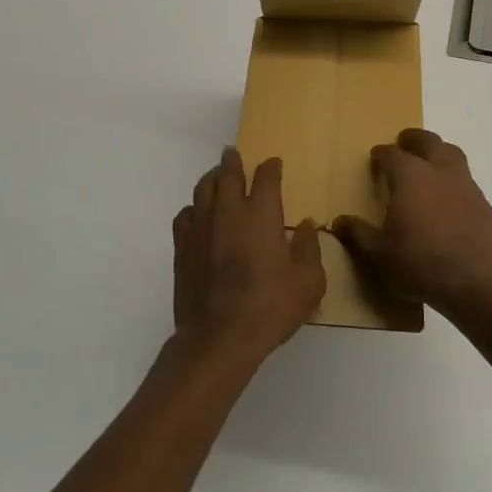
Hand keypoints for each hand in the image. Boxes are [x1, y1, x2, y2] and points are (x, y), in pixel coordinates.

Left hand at [173, 149, 324, 362]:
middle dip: (233, 160)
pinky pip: (185, 214)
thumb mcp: (308, 283)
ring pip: (203, 188)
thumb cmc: (269, 307)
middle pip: (228, 172)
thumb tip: (306, 224)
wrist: (219, 338)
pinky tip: (198, 215)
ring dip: (212, 178)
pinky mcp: (182, 246)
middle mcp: (228, 210)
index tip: (274, 164)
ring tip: (217, 177)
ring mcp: (201, 226)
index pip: (266, 176)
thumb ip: (309, 248)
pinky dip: (194, 208)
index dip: (271, 167)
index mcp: (261, 214)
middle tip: (234, 154)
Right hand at [332, 128, 491, 312]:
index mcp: (410, 176)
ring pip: (453, 155)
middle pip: (428, 141)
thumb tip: (339, 221)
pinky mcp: (484, 205)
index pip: (392, 154)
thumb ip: (358, 233)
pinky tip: (450, 200)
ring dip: (439, 153)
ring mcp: (466, 186)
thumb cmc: (419, 263)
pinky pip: (467, 182)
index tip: (376, 157)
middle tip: (404, 142)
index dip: (382, 153)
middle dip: (414, 139)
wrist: (474, 284)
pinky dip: (455, 182)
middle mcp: (439, 171)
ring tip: (430, 164)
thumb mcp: (379, 253)